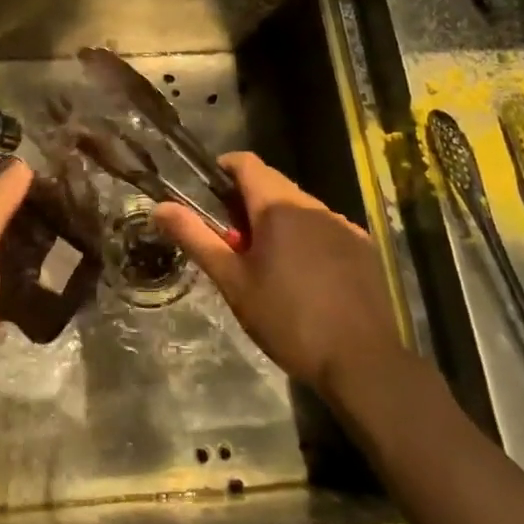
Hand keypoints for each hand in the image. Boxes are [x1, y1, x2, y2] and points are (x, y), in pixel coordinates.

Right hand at [154, 153, 403, 397]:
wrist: (361, 361)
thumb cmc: (288, 319)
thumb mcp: (233, 281)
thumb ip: (196, 238)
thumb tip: (160, 207)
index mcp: (278, 205)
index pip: (246, 162)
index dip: (223, 170)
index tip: (208, 195)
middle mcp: (313, 205)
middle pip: (272, 185)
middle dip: (248, 203)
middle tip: (233, 244)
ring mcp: (344, 225)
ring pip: (300, 209)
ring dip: (279, 223)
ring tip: (269, 266)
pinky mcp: (364, 248)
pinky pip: (326, 229)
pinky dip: (308, 239)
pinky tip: (306, 279)